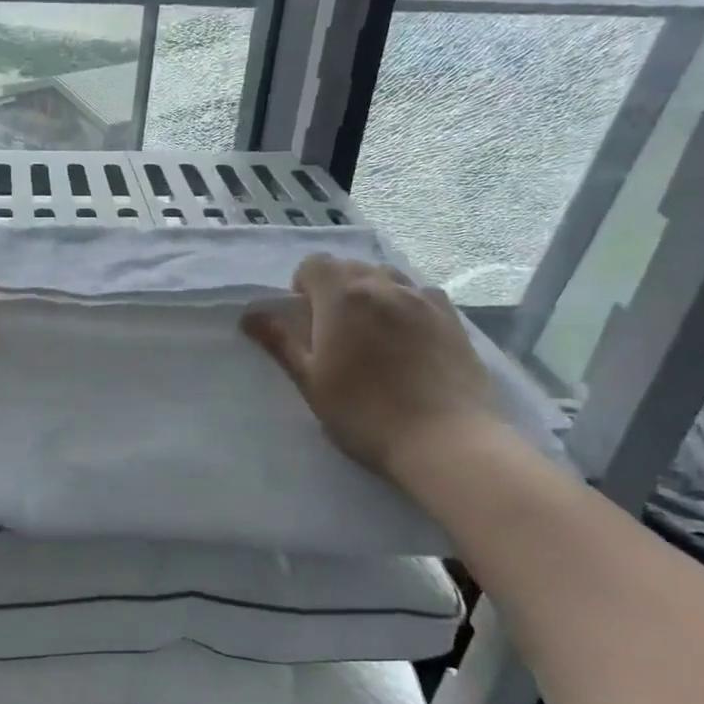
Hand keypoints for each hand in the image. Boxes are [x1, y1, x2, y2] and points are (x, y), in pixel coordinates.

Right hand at [241, 255, 494, 484]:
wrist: (444, 440)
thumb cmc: (363, 413)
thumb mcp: (310, 381)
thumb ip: (280, 342)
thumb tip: (249, 315)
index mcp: (342, 297)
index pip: (314, 264)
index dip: (303, 286)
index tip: (305, 320)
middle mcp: (384, 286)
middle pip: (350, 267)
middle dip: (335, 288)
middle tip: (333, 330)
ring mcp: (423, 299)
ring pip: (387, 277)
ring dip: (371, 292)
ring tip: (371, 330)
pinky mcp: (453, 318)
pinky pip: (421, 294)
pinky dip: (406, 304)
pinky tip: (408, 337)